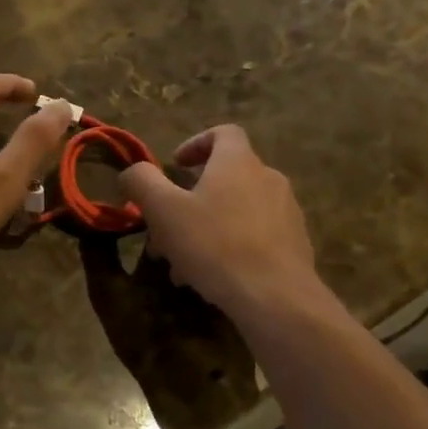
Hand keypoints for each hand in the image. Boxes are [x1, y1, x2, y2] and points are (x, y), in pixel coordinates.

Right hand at [118, 125, 328, 323]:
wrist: (274, 295)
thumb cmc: (214, 244)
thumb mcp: (163, 210)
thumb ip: (142, 182)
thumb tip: (132, 172)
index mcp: (238, 162)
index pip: (223, 133)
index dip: (196, 144)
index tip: (176, 166)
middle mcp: (268, 178)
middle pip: (225, 177)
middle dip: (191, 199)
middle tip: (166, 227)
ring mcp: (286, 211)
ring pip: (236, 211)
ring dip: (206, 227)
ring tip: (183, 262)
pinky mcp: (294, 243)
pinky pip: (254, 236)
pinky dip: (229, 246)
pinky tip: (211, 276)